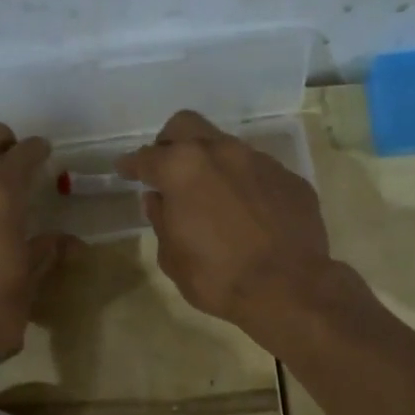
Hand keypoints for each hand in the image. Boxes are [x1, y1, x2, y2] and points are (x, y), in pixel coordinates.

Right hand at [117, 110, 336, 335]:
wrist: (290, 288)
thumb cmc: (218, 277)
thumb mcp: (173, 257)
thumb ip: (161, 220)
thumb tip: (158, 200)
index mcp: (183, 168)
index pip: (146, 157)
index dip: (131, 165)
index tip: (124, 170)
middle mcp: (221, 152)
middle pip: (186, 126)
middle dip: (170, 142)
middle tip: (167, 169)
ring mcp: (260, 161)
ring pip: (226, 146)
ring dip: (212, 164)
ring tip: (211, 195)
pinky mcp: (290, 178)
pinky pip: (258, 172)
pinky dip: (244, 184)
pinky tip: (248, 212)